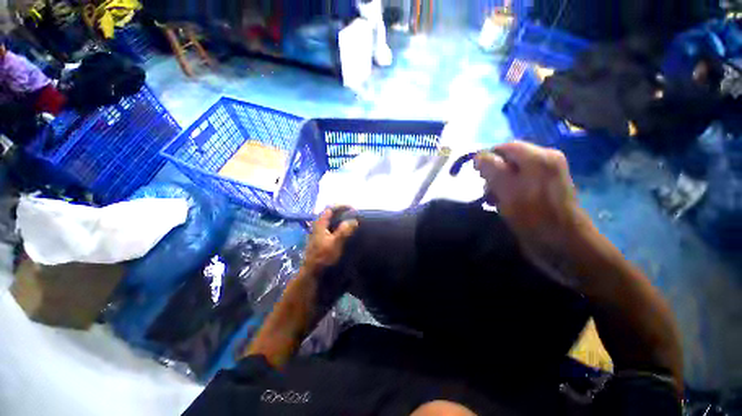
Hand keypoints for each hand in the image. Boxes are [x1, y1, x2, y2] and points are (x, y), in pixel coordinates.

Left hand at [303, 207, 358, 274]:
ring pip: (330, 221)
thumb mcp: (335, 243)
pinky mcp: (320, 239)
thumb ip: (344, 231)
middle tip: (353, 214)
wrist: (312, 271)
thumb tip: (354, 220)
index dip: (341, 207)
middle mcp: (318, 226)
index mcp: (320, 224)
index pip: (330, 209)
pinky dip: (338, 226)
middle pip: (330, 214)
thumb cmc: (323, 256)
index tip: (353, 208)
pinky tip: (344, 231)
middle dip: (341, 212)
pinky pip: (330, 228)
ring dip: (340, 219)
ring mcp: (318, 233)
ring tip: (351, 221)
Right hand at [474, 141, 591, 276]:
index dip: (487, 160)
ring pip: (511, 172)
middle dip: (492, 175)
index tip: (478, 177)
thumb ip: (492, 169)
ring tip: (493, 201)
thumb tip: (478, 155)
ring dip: (497, 185)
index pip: (504, 147)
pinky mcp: (543, 189)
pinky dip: (507, 191)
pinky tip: (503, 204)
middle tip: (489, 193)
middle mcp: (544, 161)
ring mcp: (545, 176)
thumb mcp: (507, 190)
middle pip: (507, 160)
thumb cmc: (534, 217)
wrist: (564, 246)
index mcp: (539, 157)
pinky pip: (518, 183)